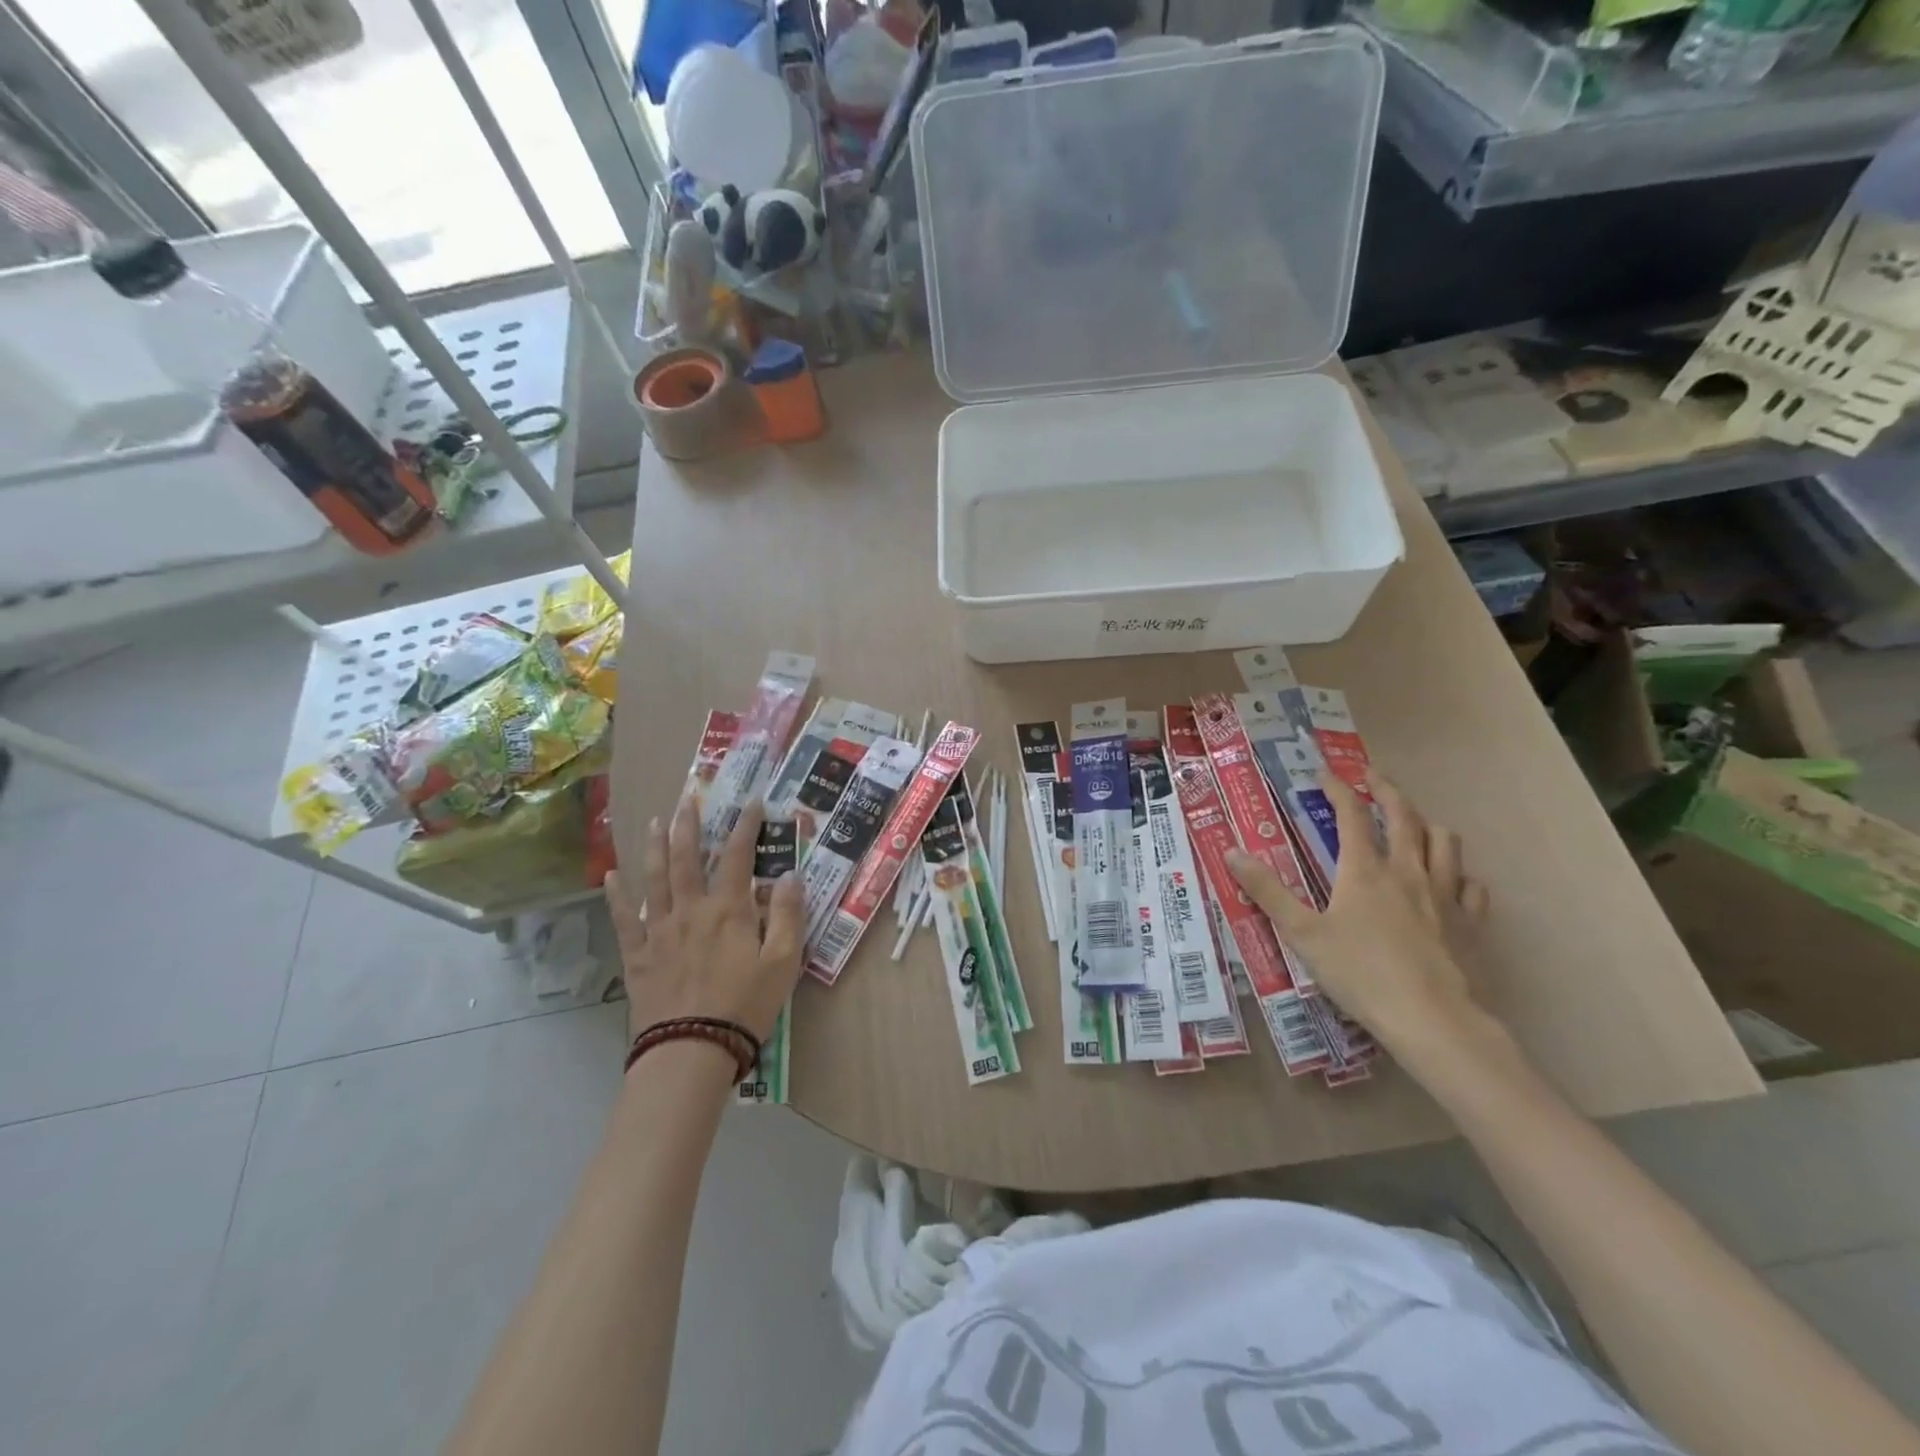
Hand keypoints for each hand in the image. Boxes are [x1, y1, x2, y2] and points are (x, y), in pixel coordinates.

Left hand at [606, 796, 803, 1045]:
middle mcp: (691, 910)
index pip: (738, 856)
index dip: (746, 826)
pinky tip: (610, 876)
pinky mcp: (639, 955)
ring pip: (654, 879)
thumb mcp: (783, 961)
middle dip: (689, 826)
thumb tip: (788, 875)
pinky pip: (624, 920)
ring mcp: (660, 931)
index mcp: (729, 910)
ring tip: (654, 822)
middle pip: (688, 858)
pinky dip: (617, 896)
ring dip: (654, 847)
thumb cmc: (746, 1004)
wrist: (693, 1049)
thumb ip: (788, 915)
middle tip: (688, 800)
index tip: (752, 802)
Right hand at [1226, 774, 1490, 1057]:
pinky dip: (1459, 873)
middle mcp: (1407, 872)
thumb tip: (1231, 852)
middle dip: (1388, 791)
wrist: (1432, 1019)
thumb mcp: (1302, 933)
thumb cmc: (1360, 974)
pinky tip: (1454, 879)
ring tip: (1416, 822)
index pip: (1352, 815)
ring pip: (1444, 843)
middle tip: (1375, 777)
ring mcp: (1445, 895)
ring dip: (1427, 824)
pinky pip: (1471, 885)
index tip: (1326, 774)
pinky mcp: (1471, 923)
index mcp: (1364, 870)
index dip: (1338, 789)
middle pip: (1404, 817)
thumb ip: (1267, 892)